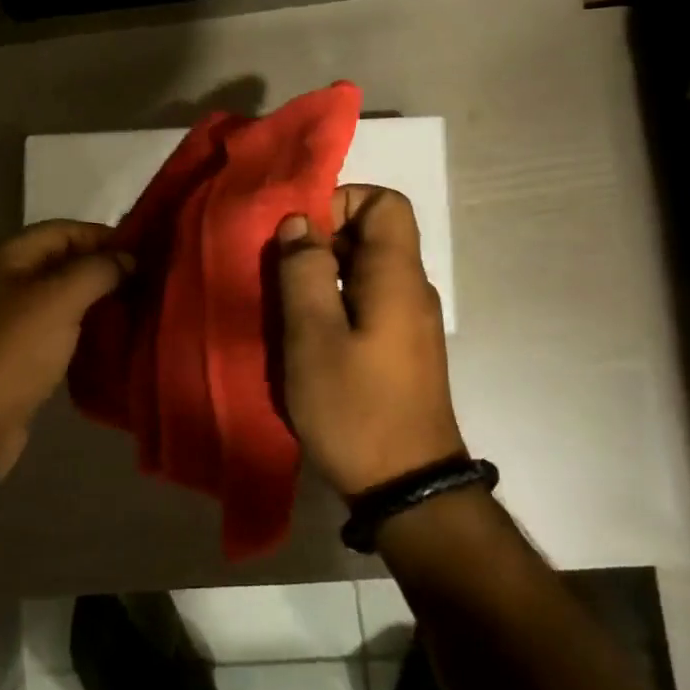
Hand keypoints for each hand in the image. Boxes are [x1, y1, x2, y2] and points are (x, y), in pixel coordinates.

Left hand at [0, 220, 129, 480]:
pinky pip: (63, 330)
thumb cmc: (13, 348)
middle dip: (107, 270)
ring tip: (143, 308)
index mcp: (10, 256)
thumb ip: (97, 271)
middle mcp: (9, 281)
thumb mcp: (59, 299)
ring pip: (67, 298)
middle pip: (67, 263)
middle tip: (152, 282)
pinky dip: (89, 331)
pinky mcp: (24, 354)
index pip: (66, 230)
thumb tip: (128, 259)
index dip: (106, 237)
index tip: (148, 253)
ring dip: (101, 301)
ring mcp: (15, 319)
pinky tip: (119, 338)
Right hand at [274, 185, 465, 495]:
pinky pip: (366, 304)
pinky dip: (334, 306)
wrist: (407, 487)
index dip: (341, 201)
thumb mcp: (313, 337)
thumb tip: (300, 222)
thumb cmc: (355, 408)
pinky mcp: (400, 351)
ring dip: (322, 277)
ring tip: (284, 307)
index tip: (299, 233)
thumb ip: (304, 272)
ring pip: (364, 272)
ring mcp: (408, 322)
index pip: (385, 202)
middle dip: (321, 241)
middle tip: (278, 274)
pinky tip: (305, 339)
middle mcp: (410, 290)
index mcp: (396, 276)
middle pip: (372, 235)